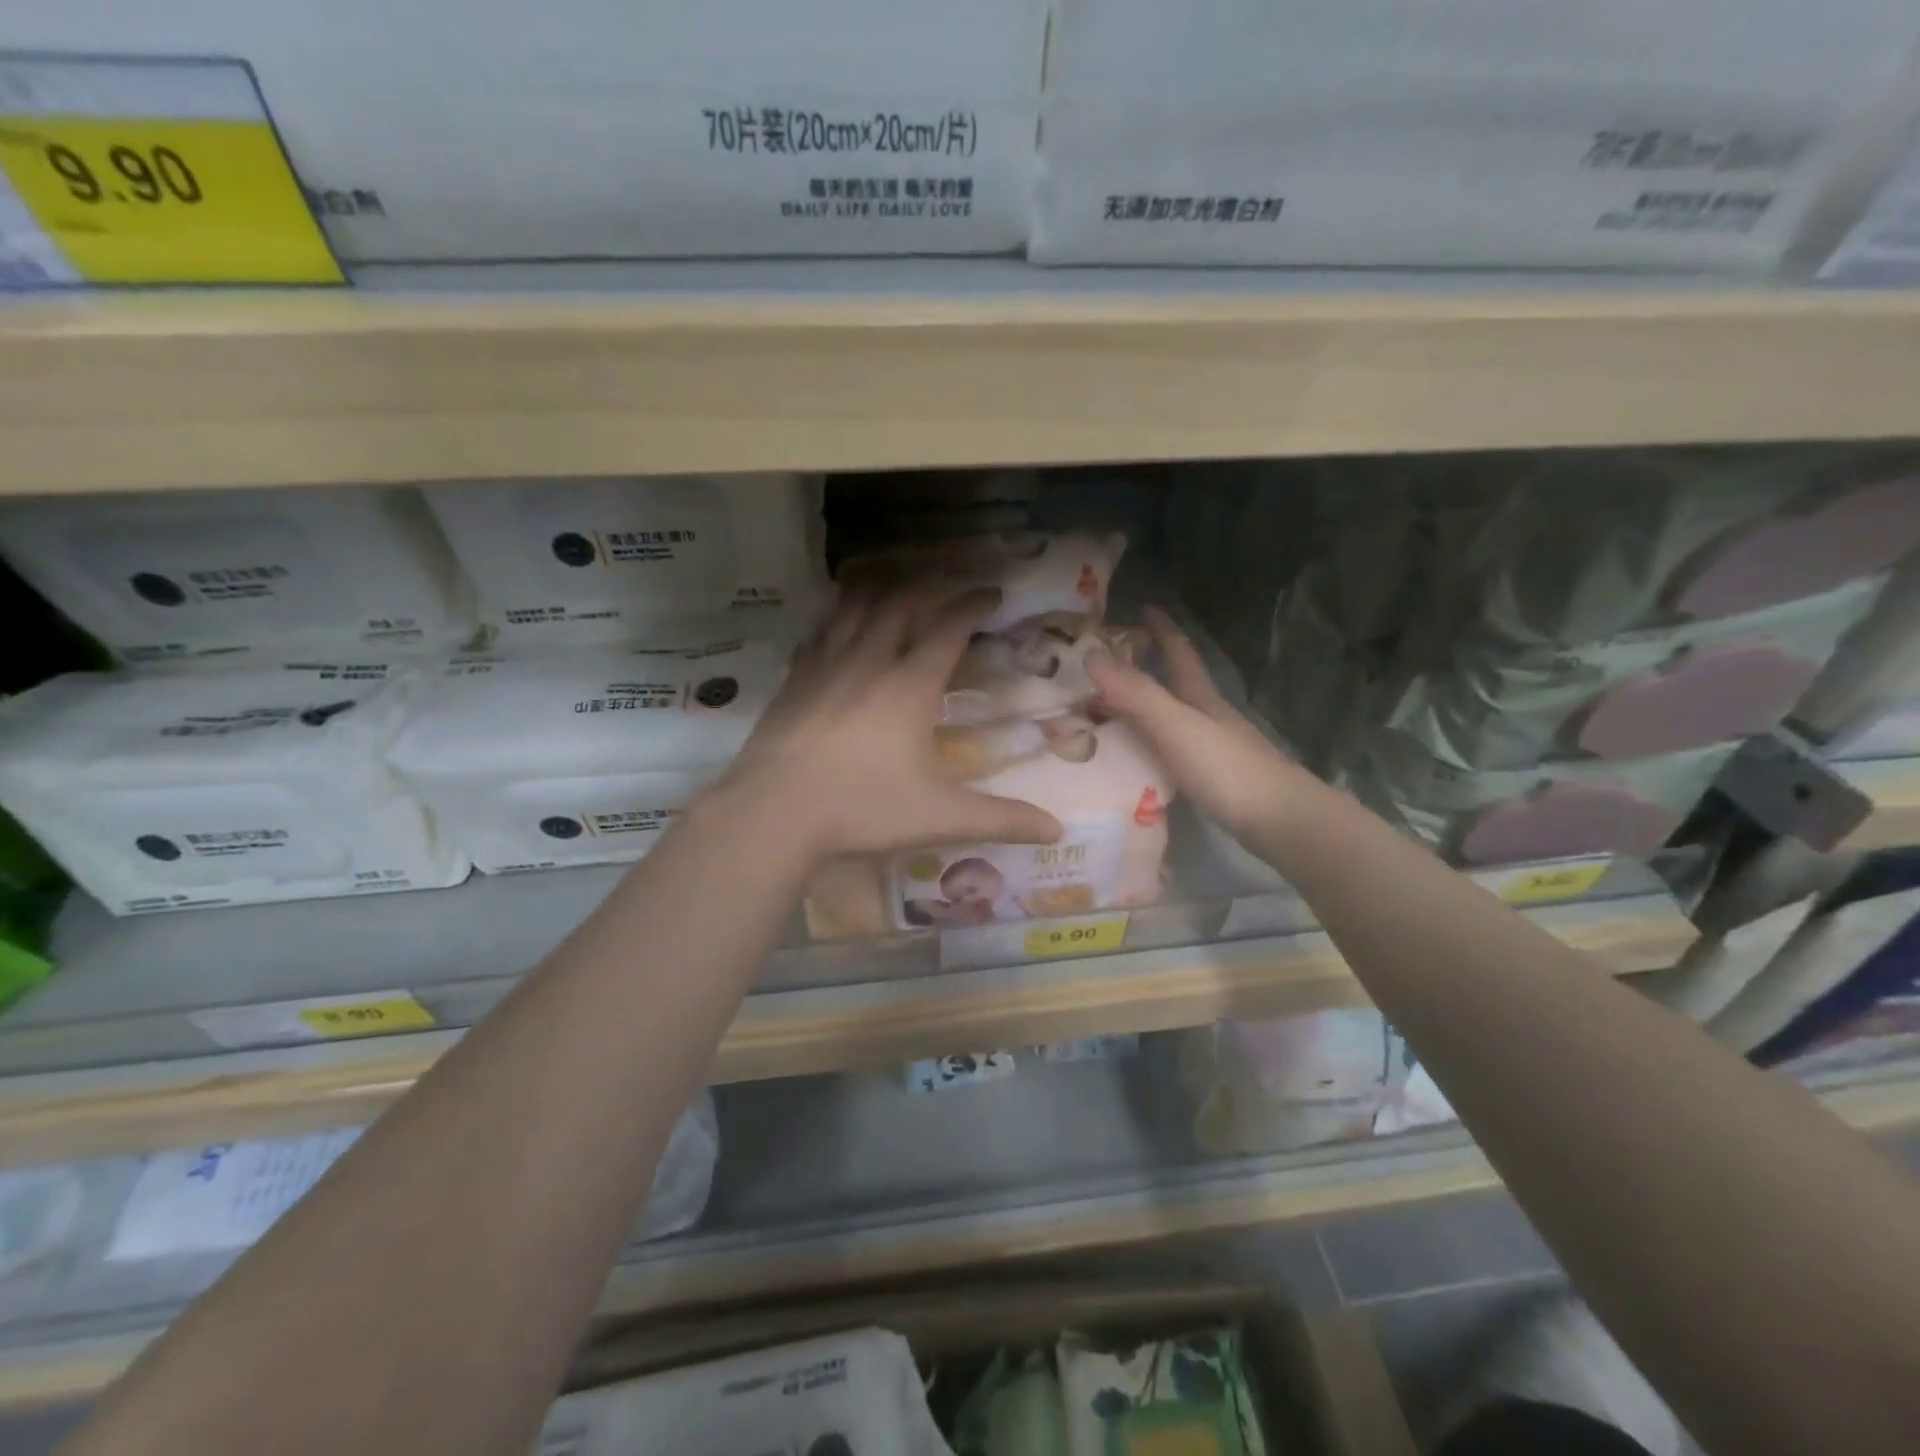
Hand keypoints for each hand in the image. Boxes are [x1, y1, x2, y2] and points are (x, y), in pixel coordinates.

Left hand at [719, 584, 1063, 863]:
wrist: (773, 814)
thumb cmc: (862, 809)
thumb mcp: (941, 817)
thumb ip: (1001, 819)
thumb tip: (1056, 830)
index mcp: (909, 685)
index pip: (948, 627)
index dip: (972, 604)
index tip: (991, 592)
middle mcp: (868, 662)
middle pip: (900, 603)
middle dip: (929, 586)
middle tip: (946, 585)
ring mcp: (824, 666)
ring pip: (854, 607)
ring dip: (880, 589)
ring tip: (895, 584)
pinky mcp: (794, 680)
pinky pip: (820, 632)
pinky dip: (837, 617)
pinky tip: (837, 625)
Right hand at [1087, 606, 1301, 842]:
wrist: (1280, 821)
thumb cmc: (1227, 768)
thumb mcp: (1176, 725)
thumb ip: (1136, 693)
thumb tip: (1090, 654)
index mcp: (1201, 698)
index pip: (1180, 653)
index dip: (1163, 629)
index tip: (1144, 607)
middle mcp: (1209, 717)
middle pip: (1177, 685)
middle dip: (1148, 669)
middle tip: (1108, 666)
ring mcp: (1215, 749)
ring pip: (1174, 719)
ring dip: (1145, 710)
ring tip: (1110, 712)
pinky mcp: (1214, 779)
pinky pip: (1172, 751)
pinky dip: (1151, 745)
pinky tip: (1137, 759)